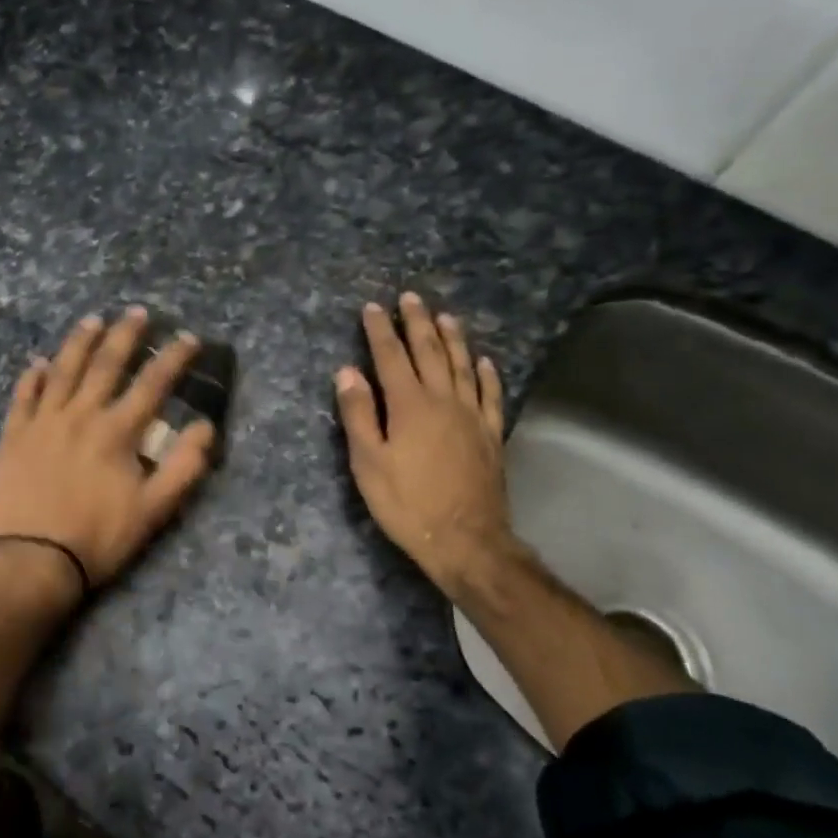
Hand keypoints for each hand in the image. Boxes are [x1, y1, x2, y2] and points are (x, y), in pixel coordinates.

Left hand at [0, 307, 216, 602]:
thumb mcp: (154, 510)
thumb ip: (184, 467)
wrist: (32, 561)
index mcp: (116, 431)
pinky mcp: (13, 437)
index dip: (174, 358)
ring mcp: (42, 422)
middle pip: (105, 365)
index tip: (189, 338)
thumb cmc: (98, 538)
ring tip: (92, 320)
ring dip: (79, 342)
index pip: (152, 383)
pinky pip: (23, 397)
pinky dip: (32, 377)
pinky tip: (38, 363)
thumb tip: (204, 427)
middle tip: (137, 312)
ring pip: (63, 370)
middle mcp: (80, 415)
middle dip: (125, 335)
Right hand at [334, 293, 523, 601]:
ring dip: (453, 339)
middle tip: (411, 297)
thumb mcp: (368, 462)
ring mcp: (471, 416)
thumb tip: (347, 371)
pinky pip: (490, 394)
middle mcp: (443, 400)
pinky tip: (484, 361)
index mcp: (408, 405)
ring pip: (462, 366)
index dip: (380, 330)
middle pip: (429, 352)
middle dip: (418, 323)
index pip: (390, 357)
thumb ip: (358, 414)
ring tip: (446, 316)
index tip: (373, 307)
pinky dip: (486, 374)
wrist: (465, 539)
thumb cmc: (407, 502)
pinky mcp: (490, 434)